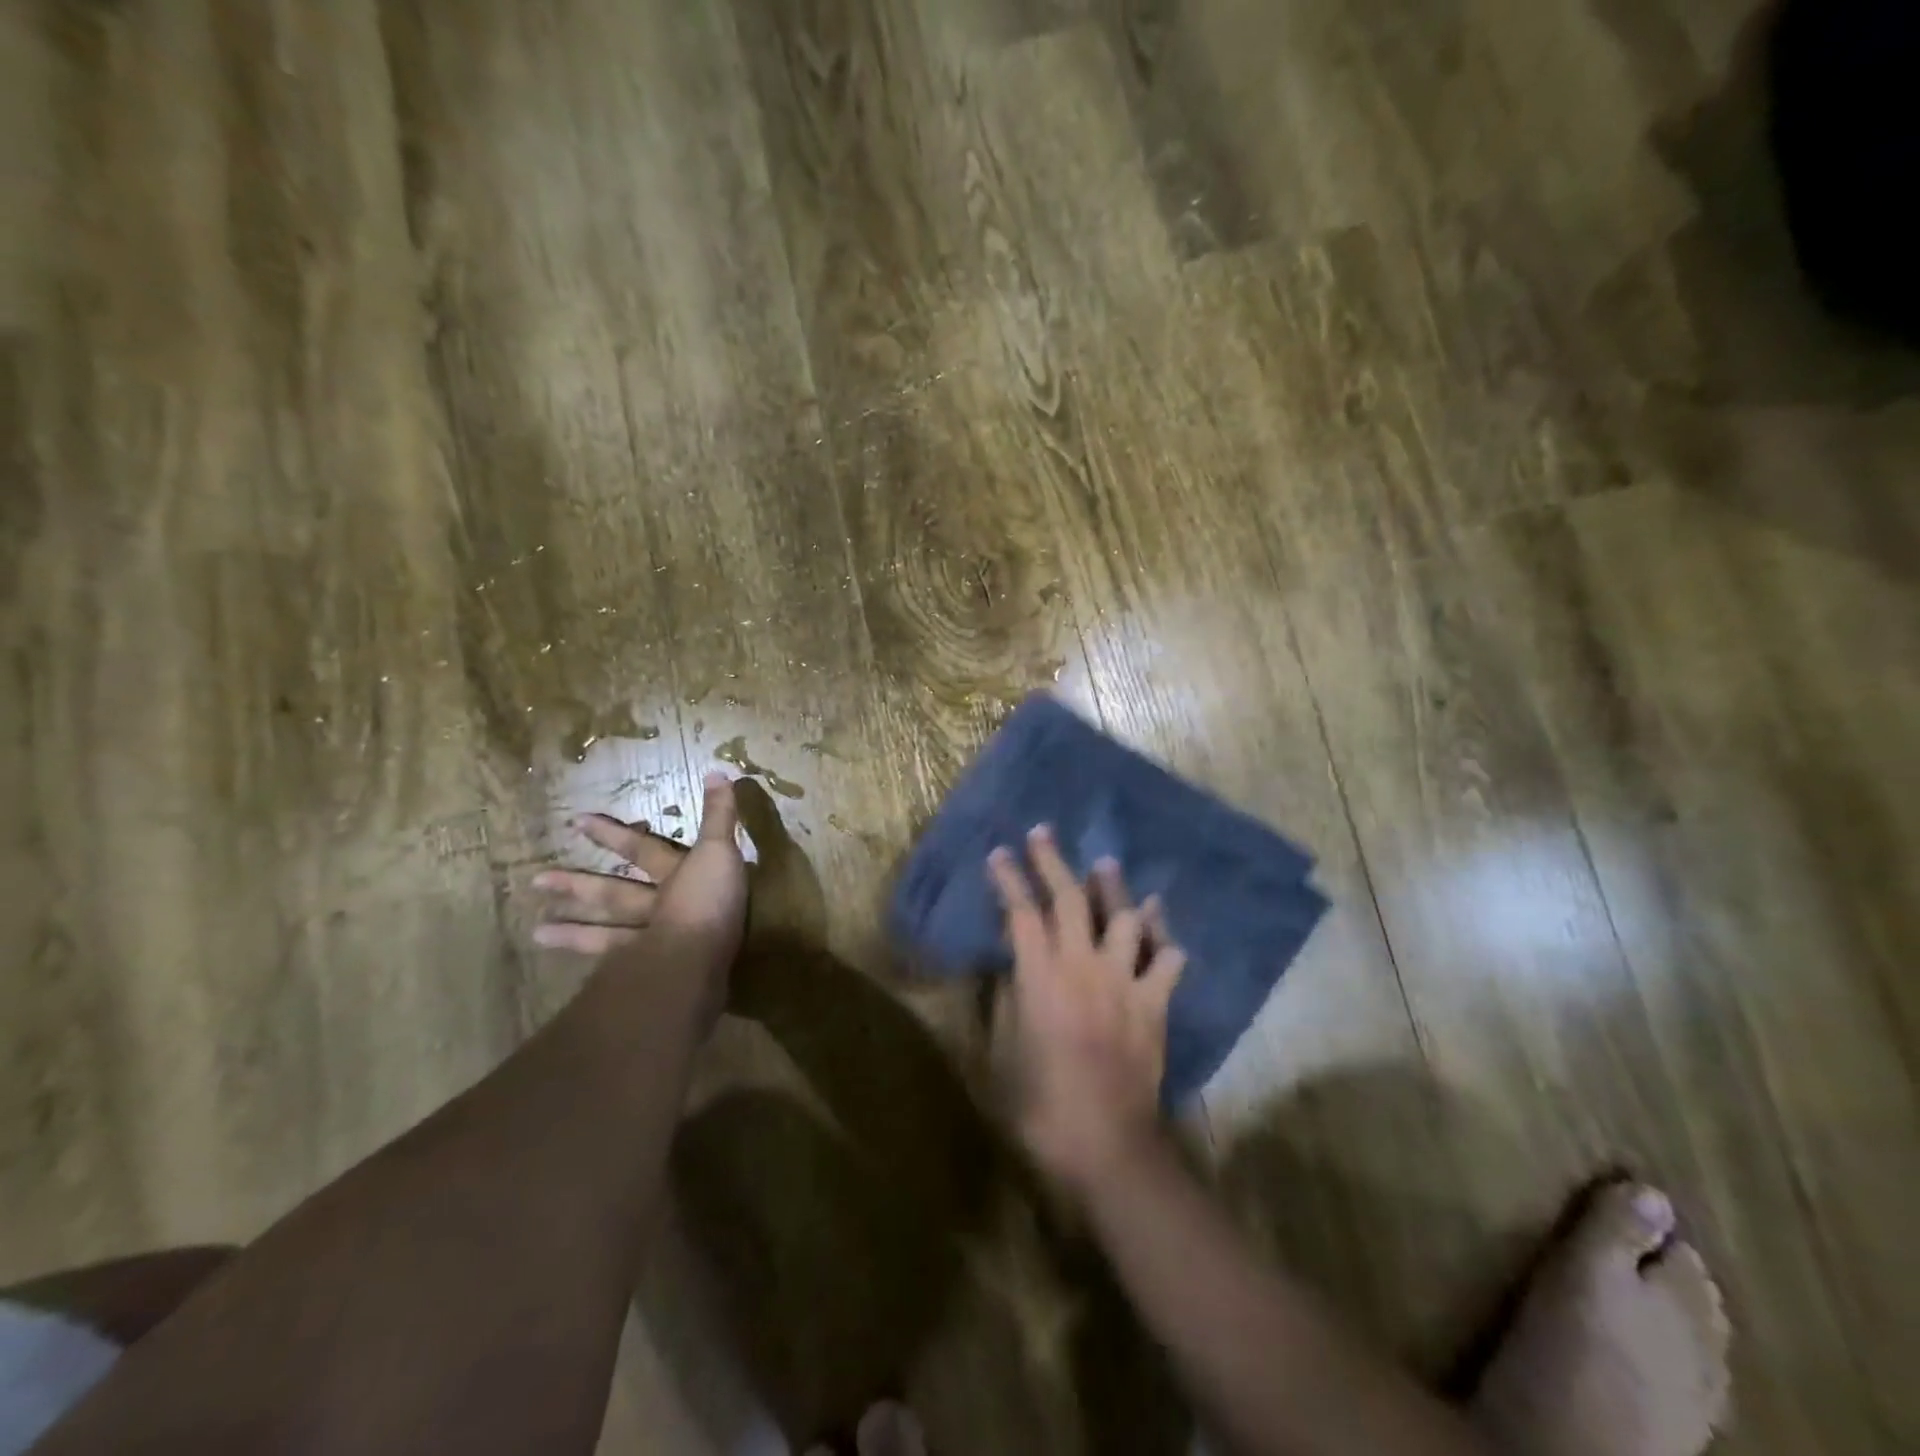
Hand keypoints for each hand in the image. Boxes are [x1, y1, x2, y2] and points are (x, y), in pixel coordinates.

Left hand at [534, 772, 748, 977]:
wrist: (702, 959)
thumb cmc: (711, 902)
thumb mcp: (721, 851)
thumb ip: (720, 817)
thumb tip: (717, 771)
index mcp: (673, 874)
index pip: (639, 849)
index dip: (612, 834)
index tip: (575, 822)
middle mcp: (655, 905)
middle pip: (611, 894)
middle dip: (577, 886)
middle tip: (536, 883)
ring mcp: (650, 942)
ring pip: (608, 934)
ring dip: (576, 934)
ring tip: (537, 935)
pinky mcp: (653, 976)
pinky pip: (622, 971)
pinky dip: (604, 975)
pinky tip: (588, 981)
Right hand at [987, 826, 1185, 1194]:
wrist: (1106, 1145)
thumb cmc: (1039, 1105)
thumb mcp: (1000, 1054)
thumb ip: (1004, 1001)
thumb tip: (1009, 966)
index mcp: (1040, 977)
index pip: (1020, 913)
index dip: (1008, 880)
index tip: (999, 853)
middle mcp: (1083, 967)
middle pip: (1068, 899)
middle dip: (1052, 861)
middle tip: (1043, 833)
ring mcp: (1124, 982)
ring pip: (1122, 917)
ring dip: (1111, 887)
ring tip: (1105, 865)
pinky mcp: (1154, 1004)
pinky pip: (1166, 958)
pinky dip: (1161, 935)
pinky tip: (1157, 917)